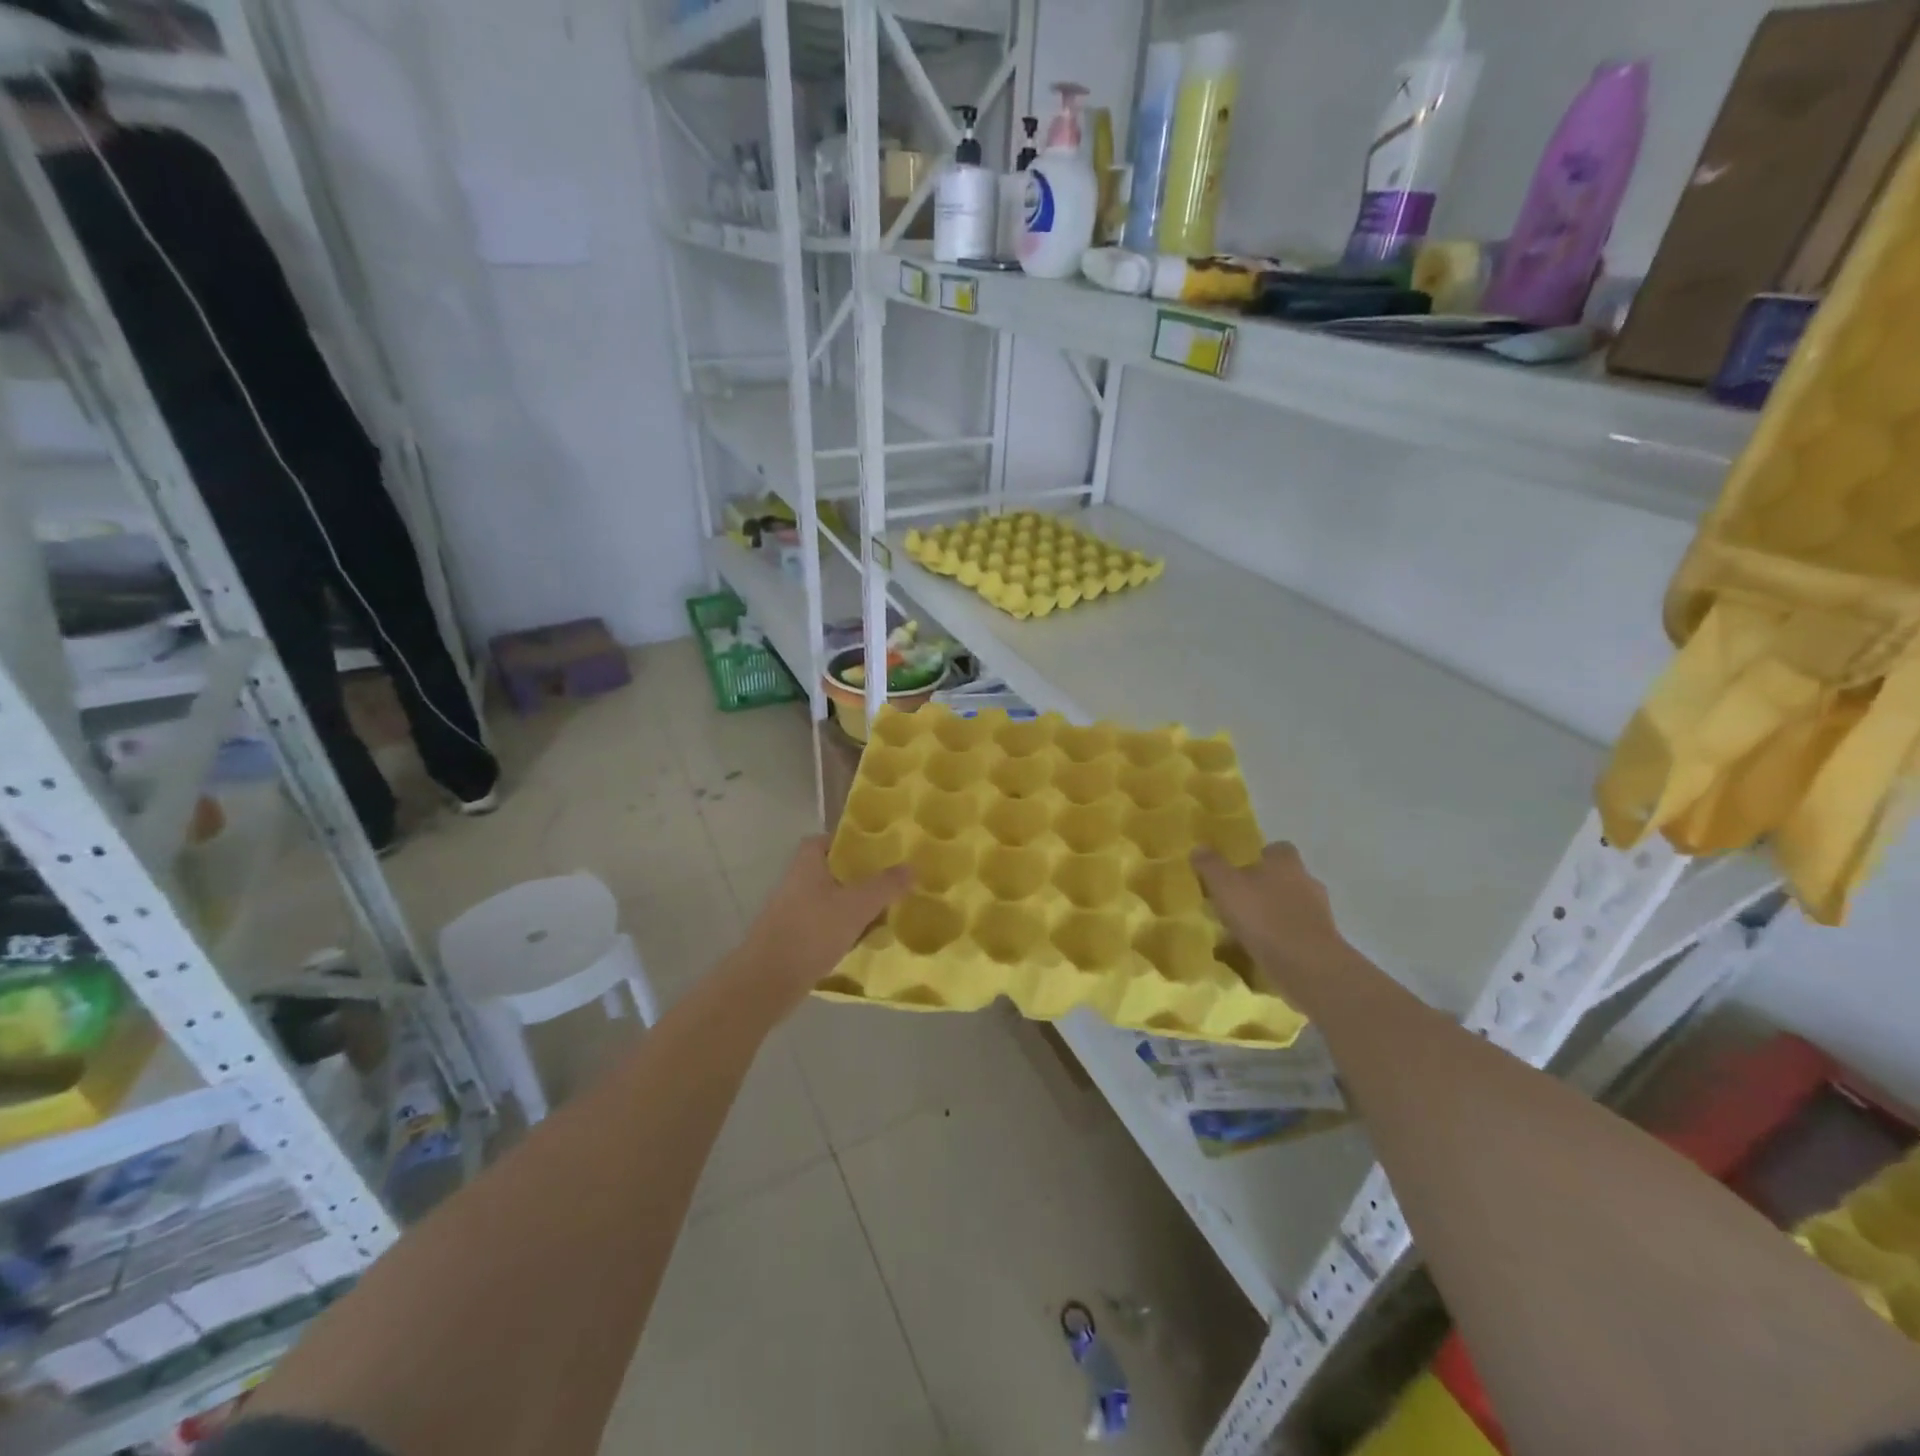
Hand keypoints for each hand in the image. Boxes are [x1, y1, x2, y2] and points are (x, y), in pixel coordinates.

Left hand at [735, 836, 909, 1011]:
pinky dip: (843, 930)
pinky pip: (824, 926)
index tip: (877, 852)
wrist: (767, 981)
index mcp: (807, 863)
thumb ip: (885, 885)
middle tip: (889, 885)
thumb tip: (912, 867)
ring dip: (854, 907)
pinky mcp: (793, 938)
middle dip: (860, 878)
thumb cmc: (812, 932)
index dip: (851, 843)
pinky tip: (863, 941)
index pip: (828, 840)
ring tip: (884, 914)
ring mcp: (792, 911)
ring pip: (831, 900)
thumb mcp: (857, 906)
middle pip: (833, 871)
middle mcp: (796, 881)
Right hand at [1193, 841, 1349, 999]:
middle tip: (1237, 902)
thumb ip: (1211, 865)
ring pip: (1290, 908)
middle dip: (1264, 888)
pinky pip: (1295, 935)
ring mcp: (1318, 914)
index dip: (1259, 857)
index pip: (1276, 849)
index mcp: (1286, 863)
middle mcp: (1307, 882)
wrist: (1306, 965)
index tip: (1240, 870)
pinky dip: (1280, 940)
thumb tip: (1199, 848)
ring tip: (1244, 931)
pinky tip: (1259, 952)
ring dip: (1271, 916)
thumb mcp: (1225, 886)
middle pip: (1284, 879)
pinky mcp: (1321, 943)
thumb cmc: (1263, 916)